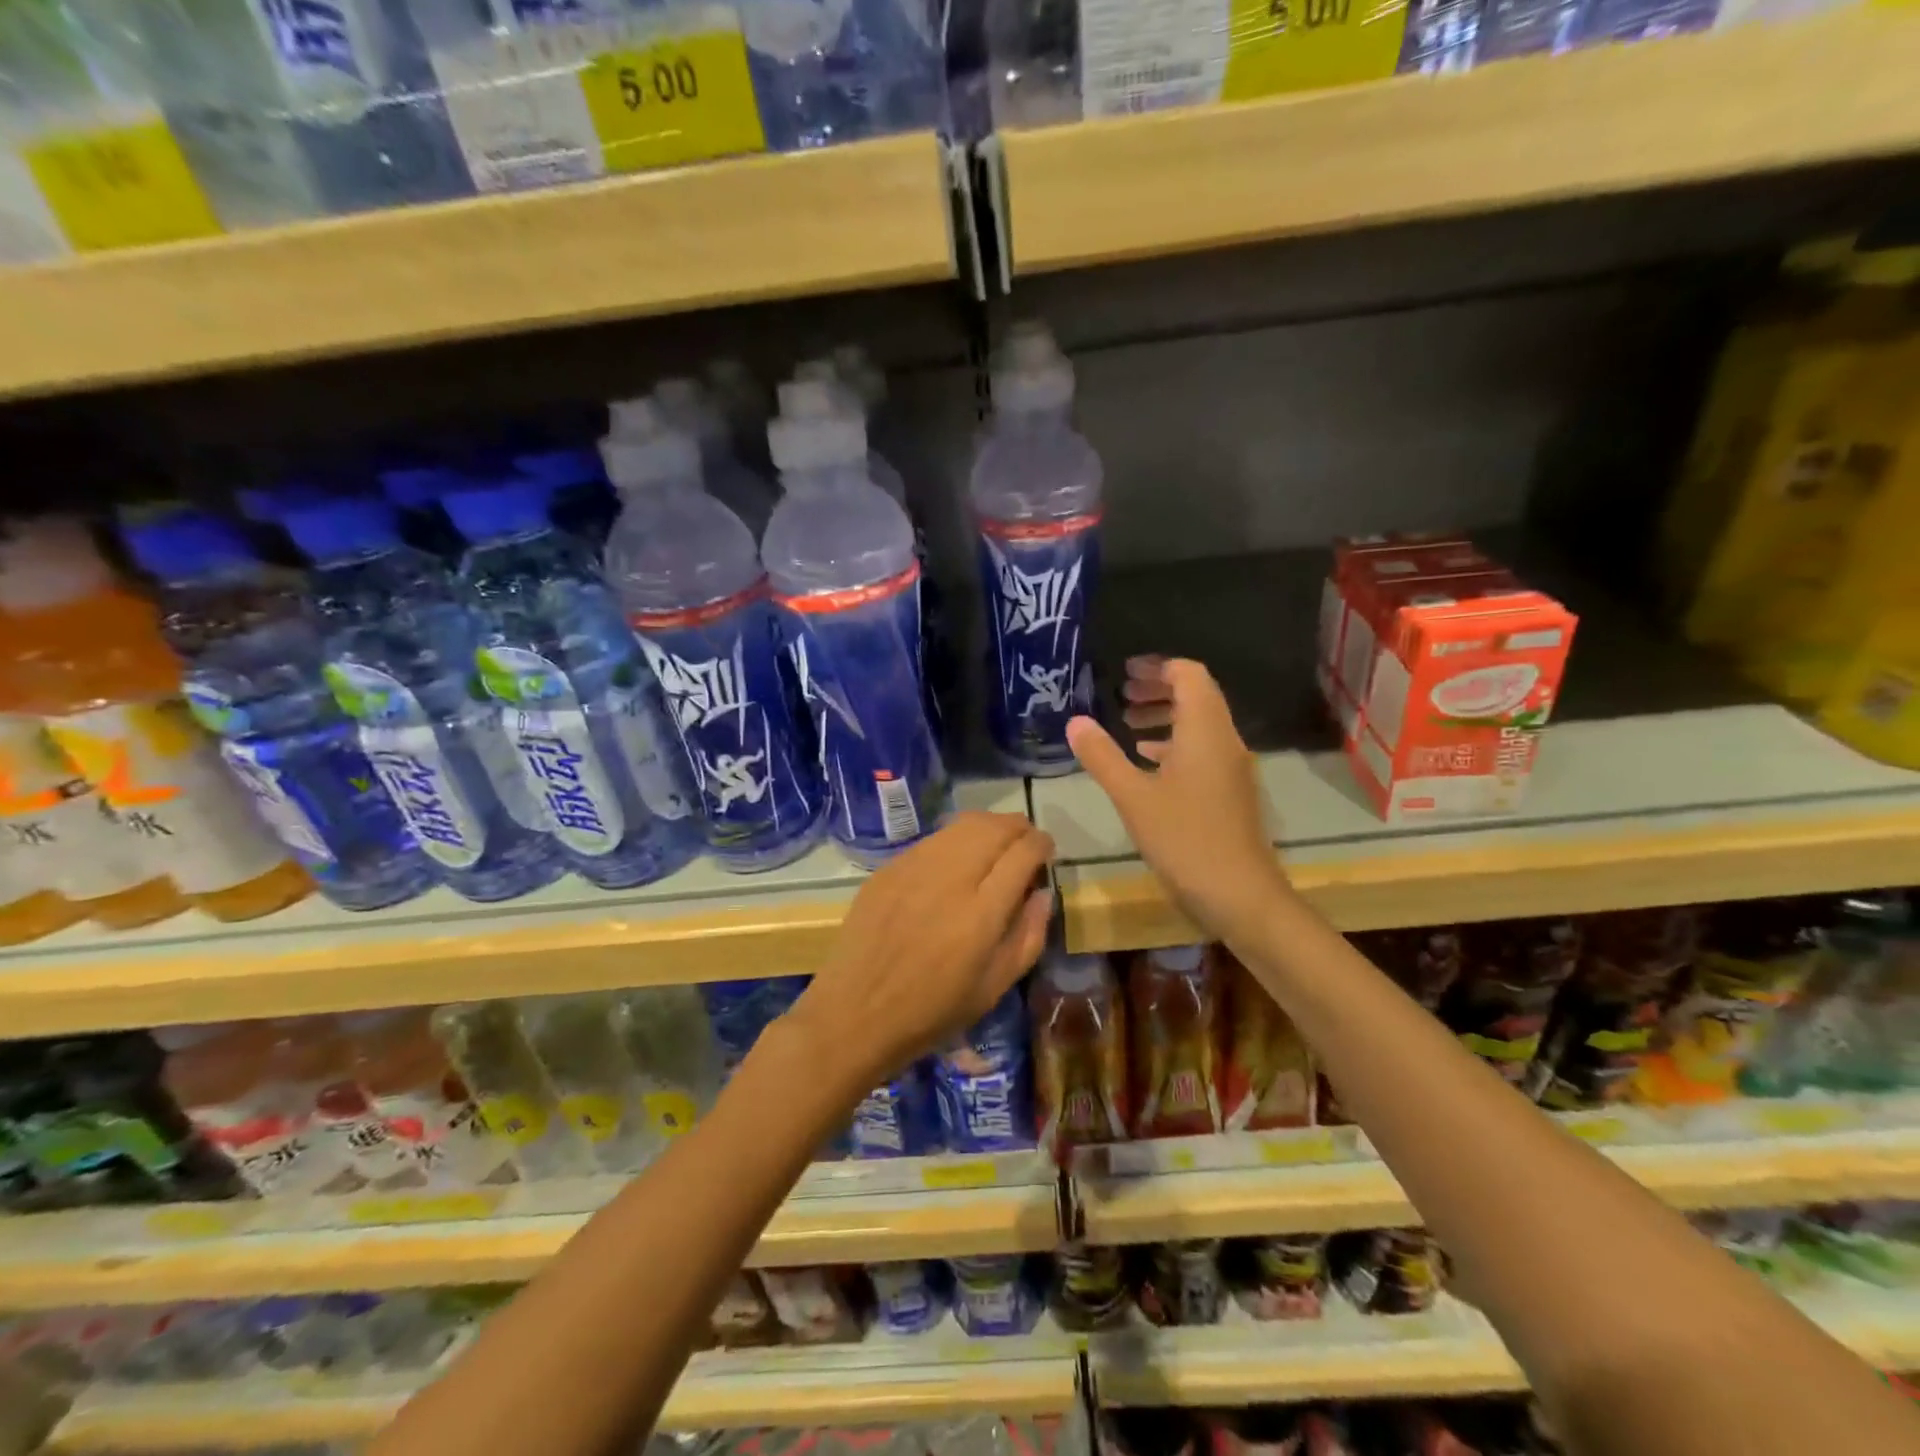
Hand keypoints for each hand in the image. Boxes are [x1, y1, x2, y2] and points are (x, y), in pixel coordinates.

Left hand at [788, 812, 1054, 1095]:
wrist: (855, 1013)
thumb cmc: (932, 1012)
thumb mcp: (994, 987)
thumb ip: (1028, 936)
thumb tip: (1042, 892)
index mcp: (981, 914)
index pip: (1022, 854)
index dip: (1041, 844)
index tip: (1046, 850)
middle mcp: (950, 879)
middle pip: (994, 828)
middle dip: (1018, 827)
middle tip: (1025, 841)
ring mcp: (915, 868)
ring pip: (962, 825)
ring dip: (988, 826)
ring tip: (995, 843)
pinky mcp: (889, 868)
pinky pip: (933, 839)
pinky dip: (956, 839)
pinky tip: (957, 858)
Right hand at [1067, 658, 1288, 943]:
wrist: (1240, 895)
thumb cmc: (1185, 839)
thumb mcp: (1133, 797)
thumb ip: (1103, 756)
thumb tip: (1075, 721)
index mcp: (1205, 730)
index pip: (1189, 675)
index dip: (1158, 667)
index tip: (1125, 673)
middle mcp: (1224, 740)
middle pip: (1197, 695)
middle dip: (1160, 688)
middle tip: (1122, 694)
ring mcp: (1231, 767)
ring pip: (1200, 724)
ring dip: (1166, 716)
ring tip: (1128, 724)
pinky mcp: (1230, 791)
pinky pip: (1202, 750)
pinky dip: (1174, 744)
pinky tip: (1147, 761)